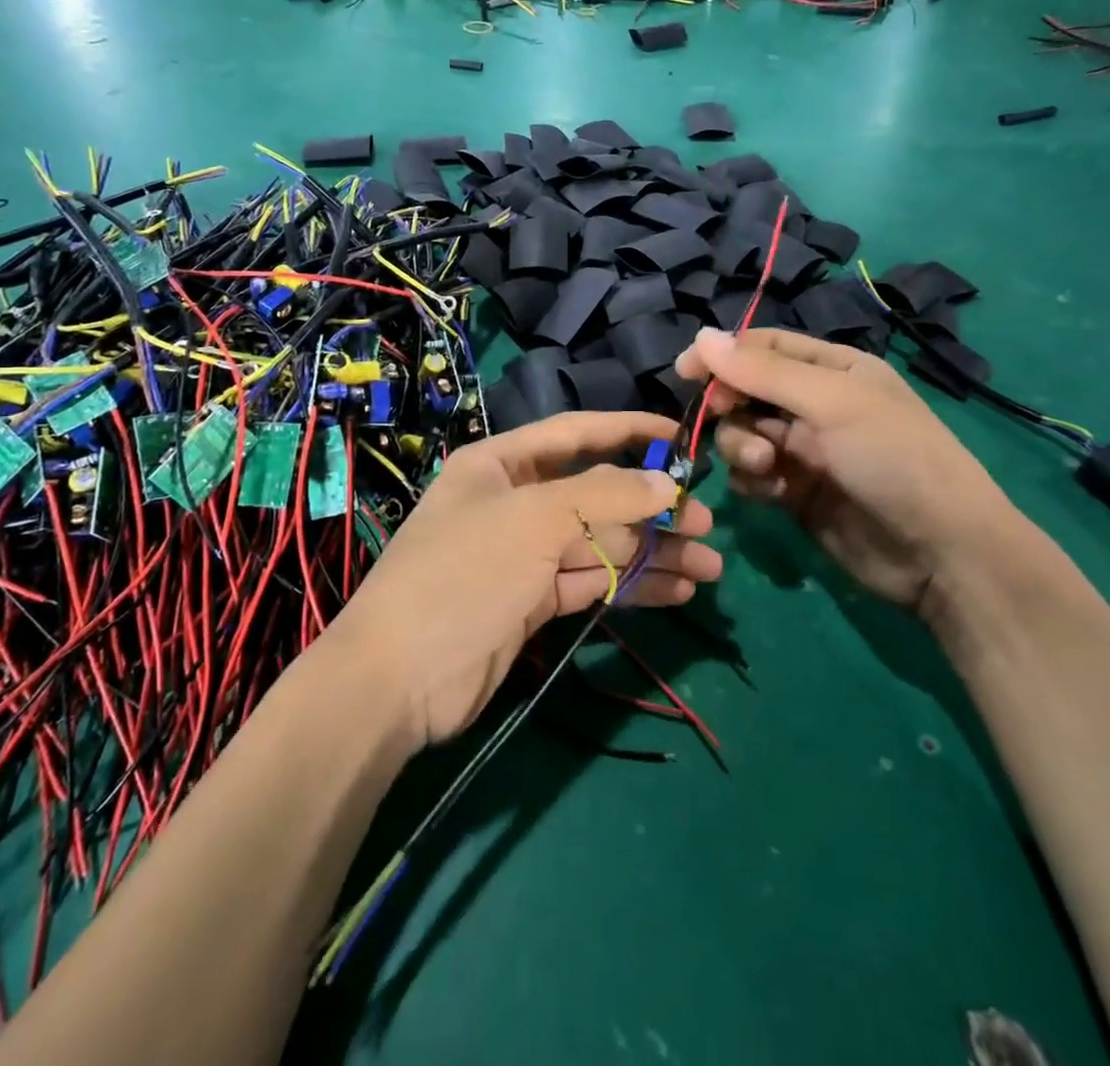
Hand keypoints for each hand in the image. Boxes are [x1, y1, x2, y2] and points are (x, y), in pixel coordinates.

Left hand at [325, 412, 720, 748]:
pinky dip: (632, 584)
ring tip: (710, 566)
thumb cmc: (465, 572)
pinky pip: (592, 581)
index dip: (628, 430)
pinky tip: (678, 590)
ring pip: (600, 542)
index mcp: (501, 464)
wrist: (399, 678)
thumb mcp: (535, 520)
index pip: (576, 433)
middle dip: (651, 507)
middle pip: (596, 494)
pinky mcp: (533, 601)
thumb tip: (666, 483)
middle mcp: (514, 502)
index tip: (681, 436)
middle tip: (708, 524)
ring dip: (653, 552)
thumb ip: (605, 495)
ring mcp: (524, 554)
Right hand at [675, 328, 1019, 622]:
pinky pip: (751, 475)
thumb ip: (763, 372)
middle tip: (725, 419)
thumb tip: (700, 336)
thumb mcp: (830, 403)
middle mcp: (814, 405)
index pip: (763, 347)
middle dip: (731, 407)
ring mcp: (803, 450)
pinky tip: (774, 492)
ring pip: (742, 434)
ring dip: (742, 447)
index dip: (722, 355)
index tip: (685, 371)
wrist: (939, 552)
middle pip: (745, 391)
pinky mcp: (795, 492)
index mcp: (832, 369)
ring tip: (767, 466)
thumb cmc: (892, 458)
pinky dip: (753, 480)